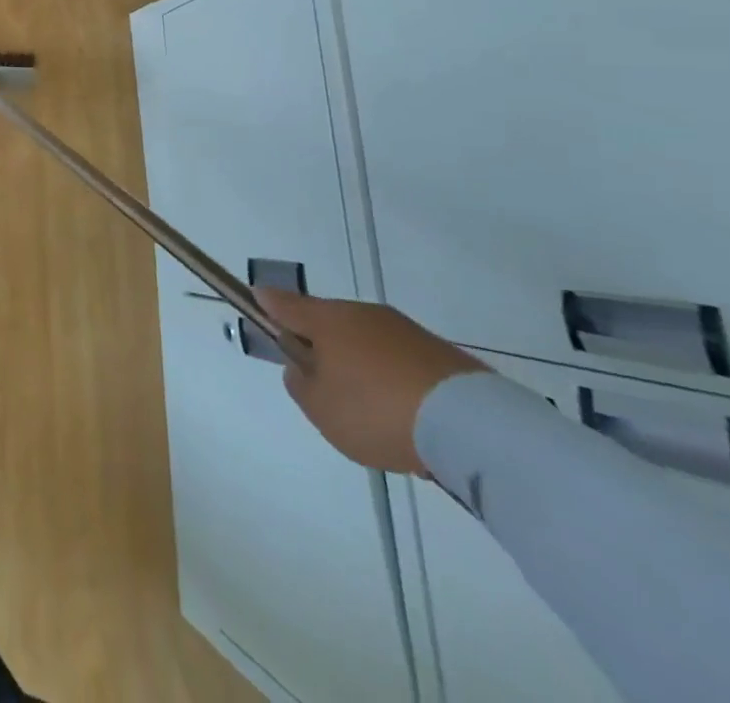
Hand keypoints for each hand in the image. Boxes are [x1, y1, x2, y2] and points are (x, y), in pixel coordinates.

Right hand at [256, 288, 488, 474]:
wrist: (473, 427)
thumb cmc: (377, 411)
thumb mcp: (320, 409)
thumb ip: (300, 383)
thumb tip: (303, 366)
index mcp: (326, 320)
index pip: (283, 303)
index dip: (266, 304)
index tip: (256, 301)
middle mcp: (363, 314)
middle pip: (329, 323)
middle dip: (322, 346)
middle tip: (324, 386)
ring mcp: (405, 331)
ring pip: (367, 341)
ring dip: (361, 364)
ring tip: (372, 411)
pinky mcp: (442, 354)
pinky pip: (401, 360)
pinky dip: (395, 379)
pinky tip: (406, 415)